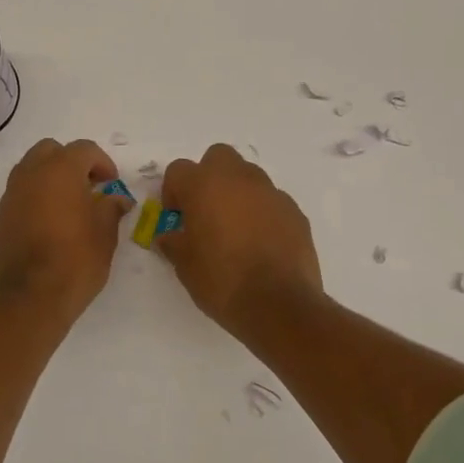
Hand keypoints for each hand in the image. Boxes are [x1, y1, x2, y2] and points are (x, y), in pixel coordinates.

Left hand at [0, 138, 129, 322]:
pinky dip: (33, 201)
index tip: (111, 184)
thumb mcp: (105, 236)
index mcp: (60, 171)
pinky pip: (18, 197)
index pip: (84, 149)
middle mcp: (30, 176)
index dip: (102, 162)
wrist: (29, 301)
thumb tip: (117, 200)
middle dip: (70, 162)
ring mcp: (9, 197)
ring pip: (29, 171)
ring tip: (67, 205)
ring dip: (49, 179)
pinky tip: (46, 226)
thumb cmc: (75, 262)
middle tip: (88, 187)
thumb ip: (111, 209)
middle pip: (50, 151)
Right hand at [158, 144, 322, 335]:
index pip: (178, 170)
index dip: (173, 192)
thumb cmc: (222, 281)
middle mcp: (238, 179)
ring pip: (248, 176)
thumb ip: (173, 242)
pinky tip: (261, 243)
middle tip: (205, 211)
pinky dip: (262, 213)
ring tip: (235, 230)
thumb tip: (169, 236)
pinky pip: (271, 201)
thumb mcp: (184, 265)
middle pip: (218, 157)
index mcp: (204, 185)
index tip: (177, 218)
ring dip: (237, 193)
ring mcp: (271, 192)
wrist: (279, 305)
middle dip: (208, 177)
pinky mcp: (295, 211)